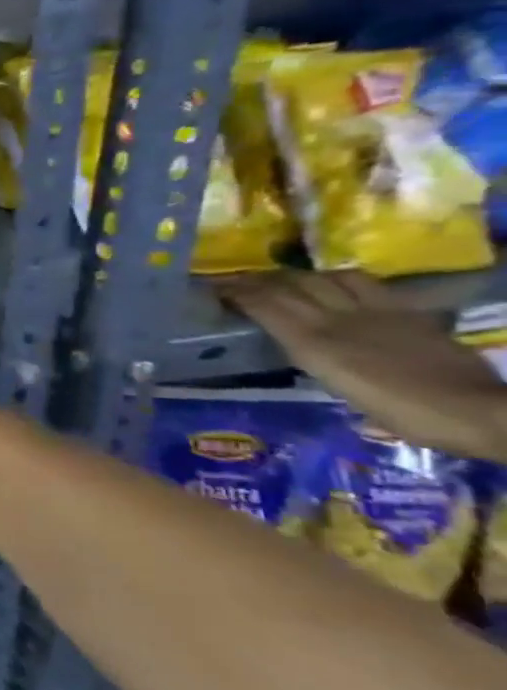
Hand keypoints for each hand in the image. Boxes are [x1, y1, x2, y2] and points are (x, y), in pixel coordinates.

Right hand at [218, 271, 506, 460]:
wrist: (475, 410)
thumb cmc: (402, 414)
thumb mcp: (340, 390)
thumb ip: (313, 358)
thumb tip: (295, 343)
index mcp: (314, 343)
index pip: (264, 304)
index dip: (236, 293)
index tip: (213, 289)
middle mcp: (337, 318)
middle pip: (290, 285)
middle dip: (258, 280)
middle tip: (237, 281)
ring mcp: (373, 310)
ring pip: (323, 278)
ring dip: (296, 276)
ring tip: (282, 280)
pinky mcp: (403, 309)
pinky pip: (362, 283)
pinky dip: (337, 278)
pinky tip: (333, 284)